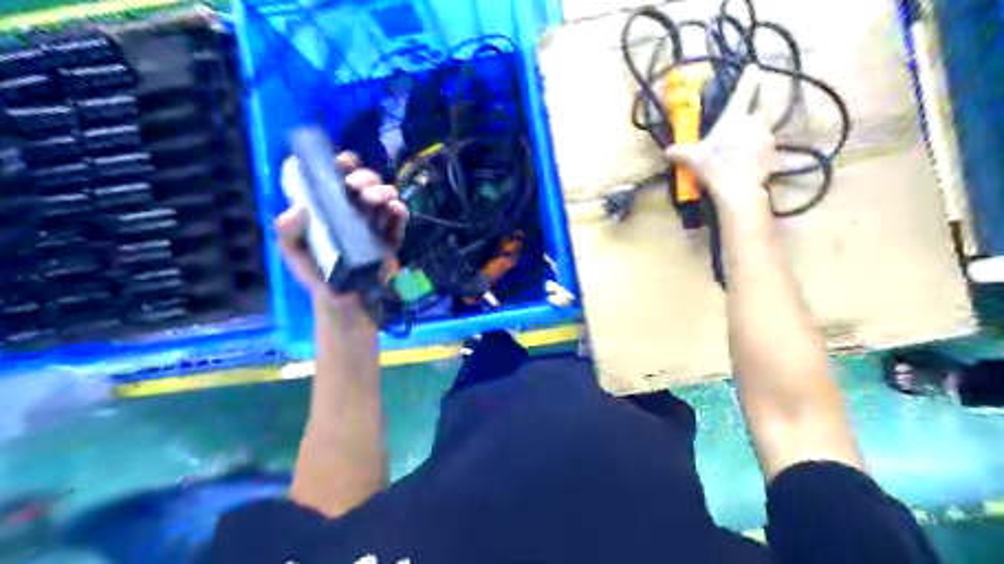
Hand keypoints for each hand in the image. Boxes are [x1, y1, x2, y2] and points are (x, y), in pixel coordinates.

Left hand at [272, 151, 406, 309]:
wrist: (341, 300)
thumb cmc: (315, 271)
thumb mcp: (293, 251)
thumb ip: (288, 231)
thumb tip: (299, 209)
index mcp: (330, 203)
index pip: (338, 174)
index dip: (342, 163)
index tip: (343, 164)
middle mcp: (355, 207)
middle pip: (365, 180)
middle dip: (365, 177)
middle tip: (359, 189)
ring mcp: (375, 220)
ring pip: (385, 193)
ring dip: (383, 191)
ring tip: (376, 201)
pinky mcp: (392, 236)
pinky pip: (400, 217)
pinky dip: (400, 210)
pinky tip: (396, 210)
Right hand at [665, 66, 773, 208]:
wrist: (736, 190)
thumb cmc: (713, 166)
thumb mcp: (691, 158)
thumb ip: (679, 152)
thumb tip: (666, 152)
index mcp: (735, 117)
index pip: (744, 91)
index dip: (748, 78)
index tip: (753, 66)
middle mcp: (755, 124)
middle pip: (766, 106)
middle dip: (764, 102)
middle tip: (761, 102)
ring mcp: (767, 140)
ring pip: (767, 130)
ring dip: (761, 133)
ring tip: (752, 142)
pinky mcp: (773, 158)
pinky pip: (771, 153)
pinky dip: (766, 156)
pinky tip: (760, 163)